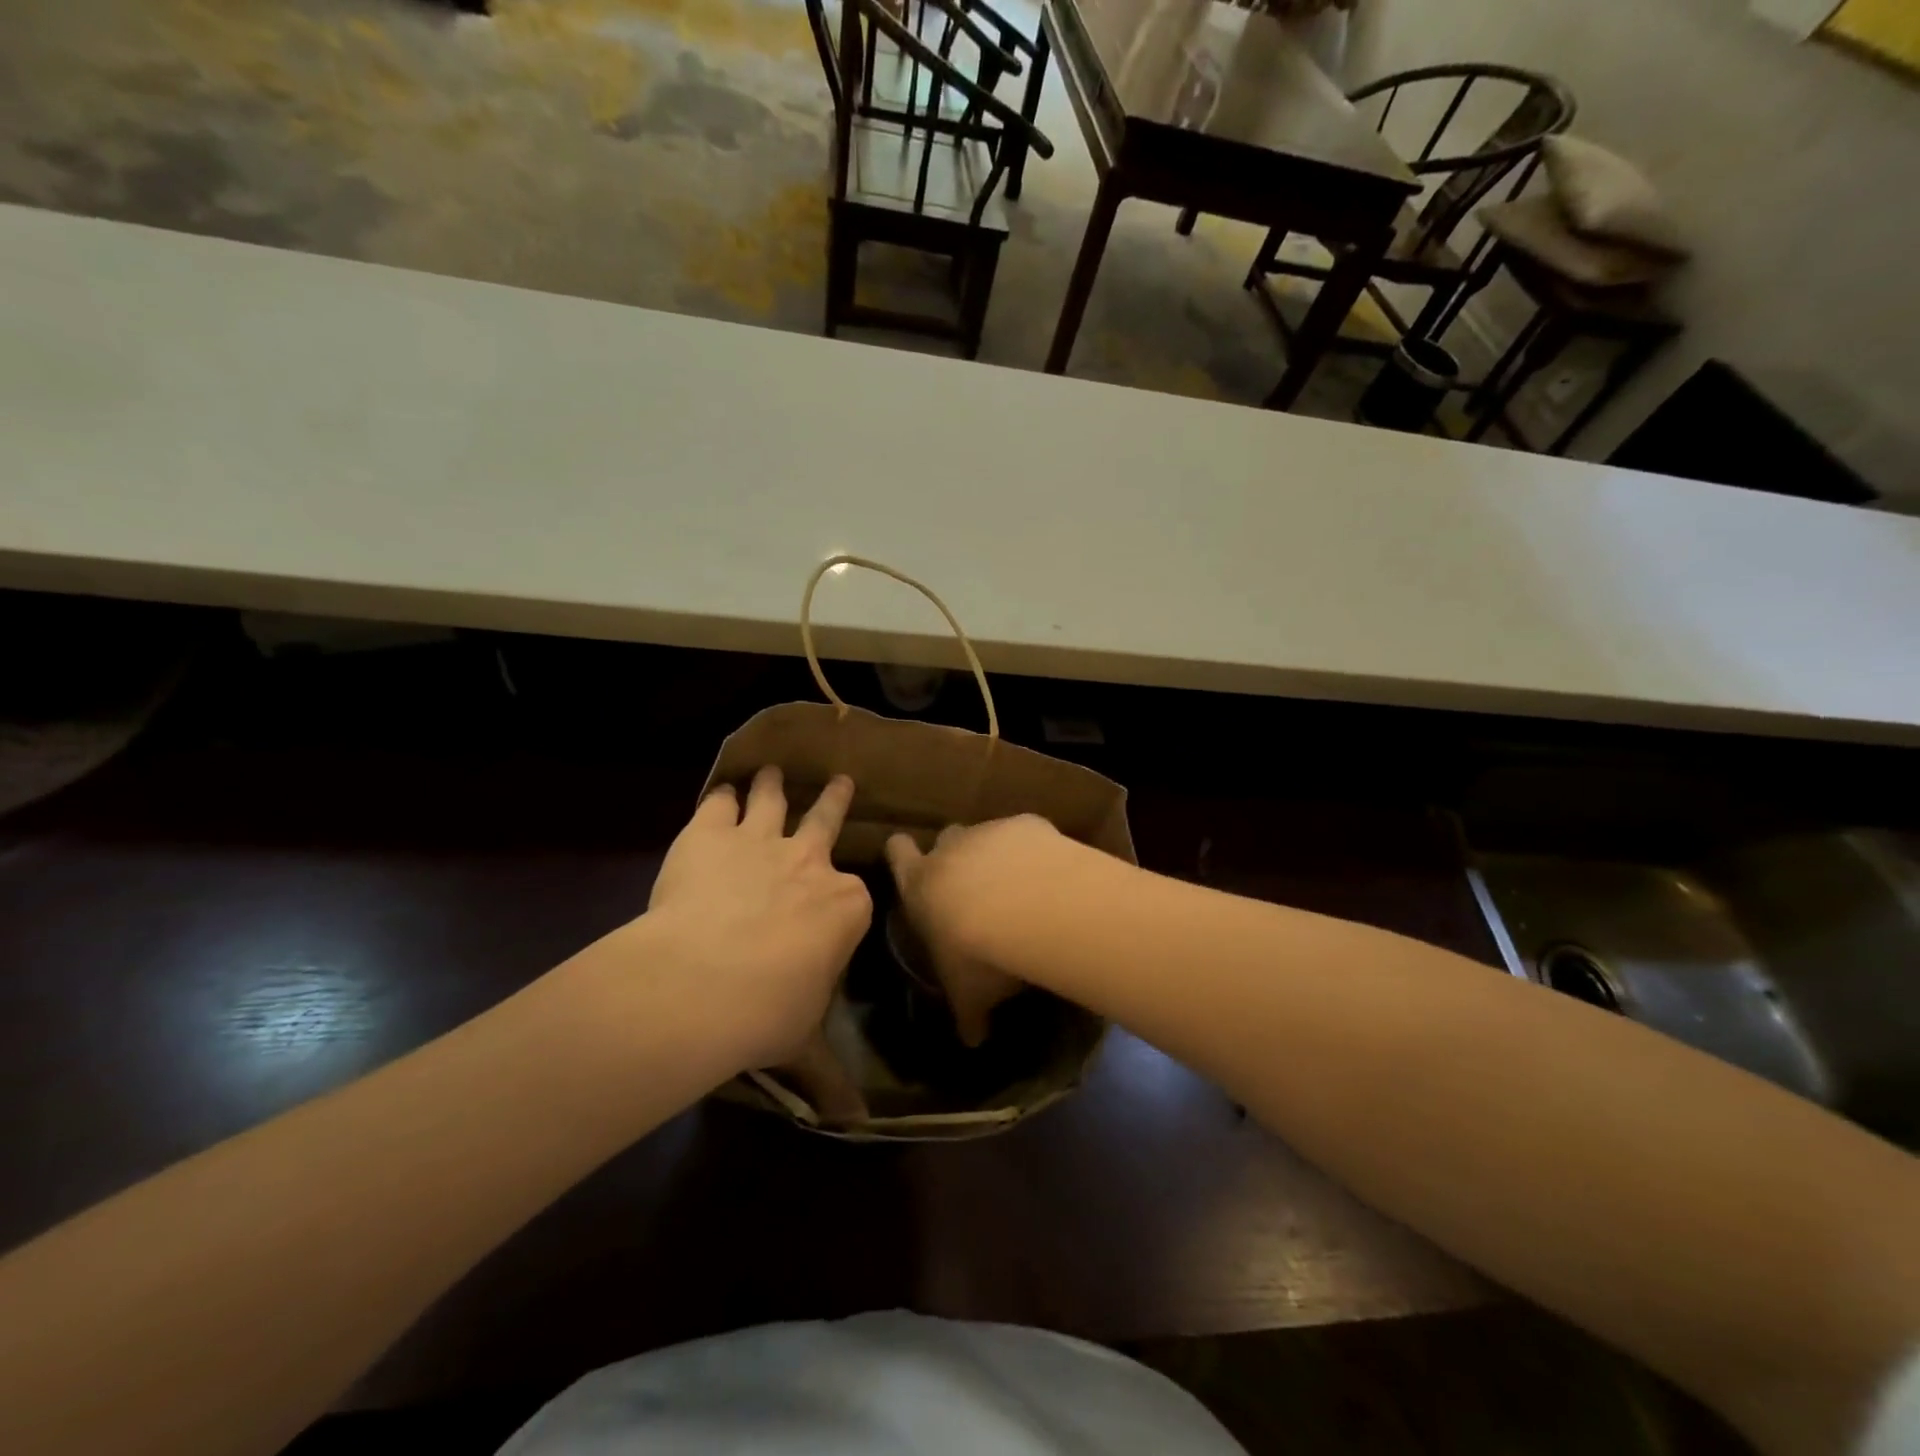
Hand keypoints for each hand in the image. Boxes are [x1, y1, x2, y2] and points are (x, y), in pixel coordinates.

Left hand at [642, 767, 870, 1073]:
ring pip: (773, 799)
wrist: (701, 983)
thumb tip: (856, 1125)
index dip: (844, 898)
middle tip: (841, 779)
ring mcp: (760, 841)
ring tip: (771, 771)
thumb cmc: (767, 1013)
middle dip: (835, 798)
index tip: (838, 899)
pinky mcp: (710, 835)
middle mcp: (810, 861)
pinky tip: (720, 793)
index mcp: (844, 905)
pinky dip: (721, 797)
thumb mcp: (803, 1045)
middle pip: (827, 819)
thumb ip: (829, 1077)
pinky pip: (720, 804)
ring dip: (773, 784)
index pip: (854, 894)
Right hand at [885, 815, 1058, 1045]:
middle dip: (955, 856)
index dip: (901, 854)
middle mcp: (949, 849)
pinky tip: (1050, 876)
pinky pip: (1026, 835)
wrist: (1029, 906)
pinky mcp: (1026, 825)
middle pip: (944, 839)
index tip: (906, 856)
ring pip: (985, 835)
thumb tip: (973, 1041)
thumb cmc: (978, 953)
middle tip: (973, 887)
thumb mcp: (968, 993)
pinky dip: (1033, 851)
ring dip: (997, 855)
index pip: (897, 853)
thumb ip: (968, 1013)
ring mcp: (988, 832)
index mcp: (920, 885)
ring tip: (1020, 888)